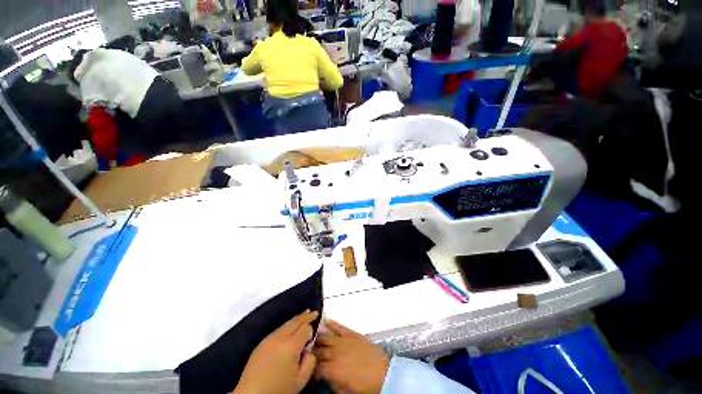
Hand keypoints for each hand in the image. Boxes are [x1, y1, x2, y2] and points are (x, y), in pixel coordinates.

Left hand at [234, 311, 318, 393]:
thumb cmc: (278, 390)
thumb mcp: (300, 381)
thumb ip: (310, 362)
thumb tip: (310, 350)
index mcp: (291, 346)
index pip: (305, 328)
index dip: (312, 328)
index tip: (315, 331)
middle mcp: (280, 338)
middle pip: (295, 321)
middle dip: (305, 316)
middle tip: (314, 312)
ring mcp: (269, 339)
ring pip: (286, 324)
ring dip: (296, 319)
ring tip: (304, 315)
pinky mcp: (261, 343)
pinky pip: (277, 330)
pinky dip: (286, 326)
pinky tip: (289, 329)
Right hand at [313, 320, 389, 393]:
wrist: (383, 372)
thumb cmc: (365, 385)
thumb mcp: (345, 390)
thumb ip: (332, 382)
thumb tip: (325, 377)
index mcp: (333, 369)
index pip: (316, 366)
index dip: (311, 367)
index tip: (309, 367)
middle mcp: (335, 353)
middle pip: (319, 351)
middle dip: (312, 351)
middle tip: (307, 350)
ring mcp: (343, 341)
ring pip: (326, 337)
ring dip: (318, 337)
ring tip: (311, 336)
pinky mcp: (351, 334)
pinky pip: (340, 327)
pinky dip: (332, 323)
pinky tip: (326, 320)